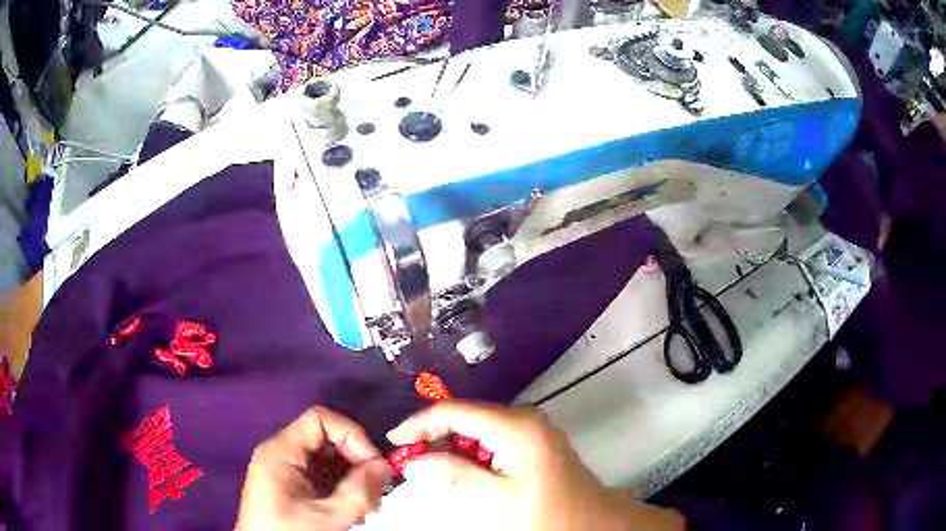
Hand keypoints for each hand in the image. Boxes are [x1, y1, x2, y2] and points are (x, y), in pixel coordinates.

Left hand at [235, 407, 391, 530]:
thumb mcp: (327, 517)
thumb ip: (359, 492)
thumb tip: (385, 467)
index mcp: (281, 451)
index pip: (320, 420)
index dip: (351, 434)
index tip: (374, 464)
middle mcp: (282, 453)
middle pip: (326, 438)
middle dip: (357, 458)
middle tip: (378, 486)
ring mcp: (287, 469)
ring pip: (328, 458)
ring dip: (354, 475)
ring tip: (370, 501)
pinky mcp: (293, 485)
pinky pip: (324, 474)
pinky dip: (344, 485)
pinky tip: (356, 506)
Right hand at [387, 400, 684, 530]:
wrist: (590, 521)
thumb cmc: (544, 512)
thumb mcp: (494, 497)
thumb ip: (452, 472)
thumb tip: (413, 460)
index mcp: (515, 427)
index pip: (456, 411)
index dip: (420, 422)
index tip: (394, 441)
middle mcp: (524, 416)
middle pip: (467, 414)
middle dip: (434, 432)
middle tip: (408, 455)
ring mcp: (532, 425)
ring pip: (478, 423)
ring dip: (451, 440)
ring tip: (427, 462)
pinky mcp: (534, 437)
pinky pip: (493, 433)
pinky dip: (471, 447)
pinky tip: (458, 464)